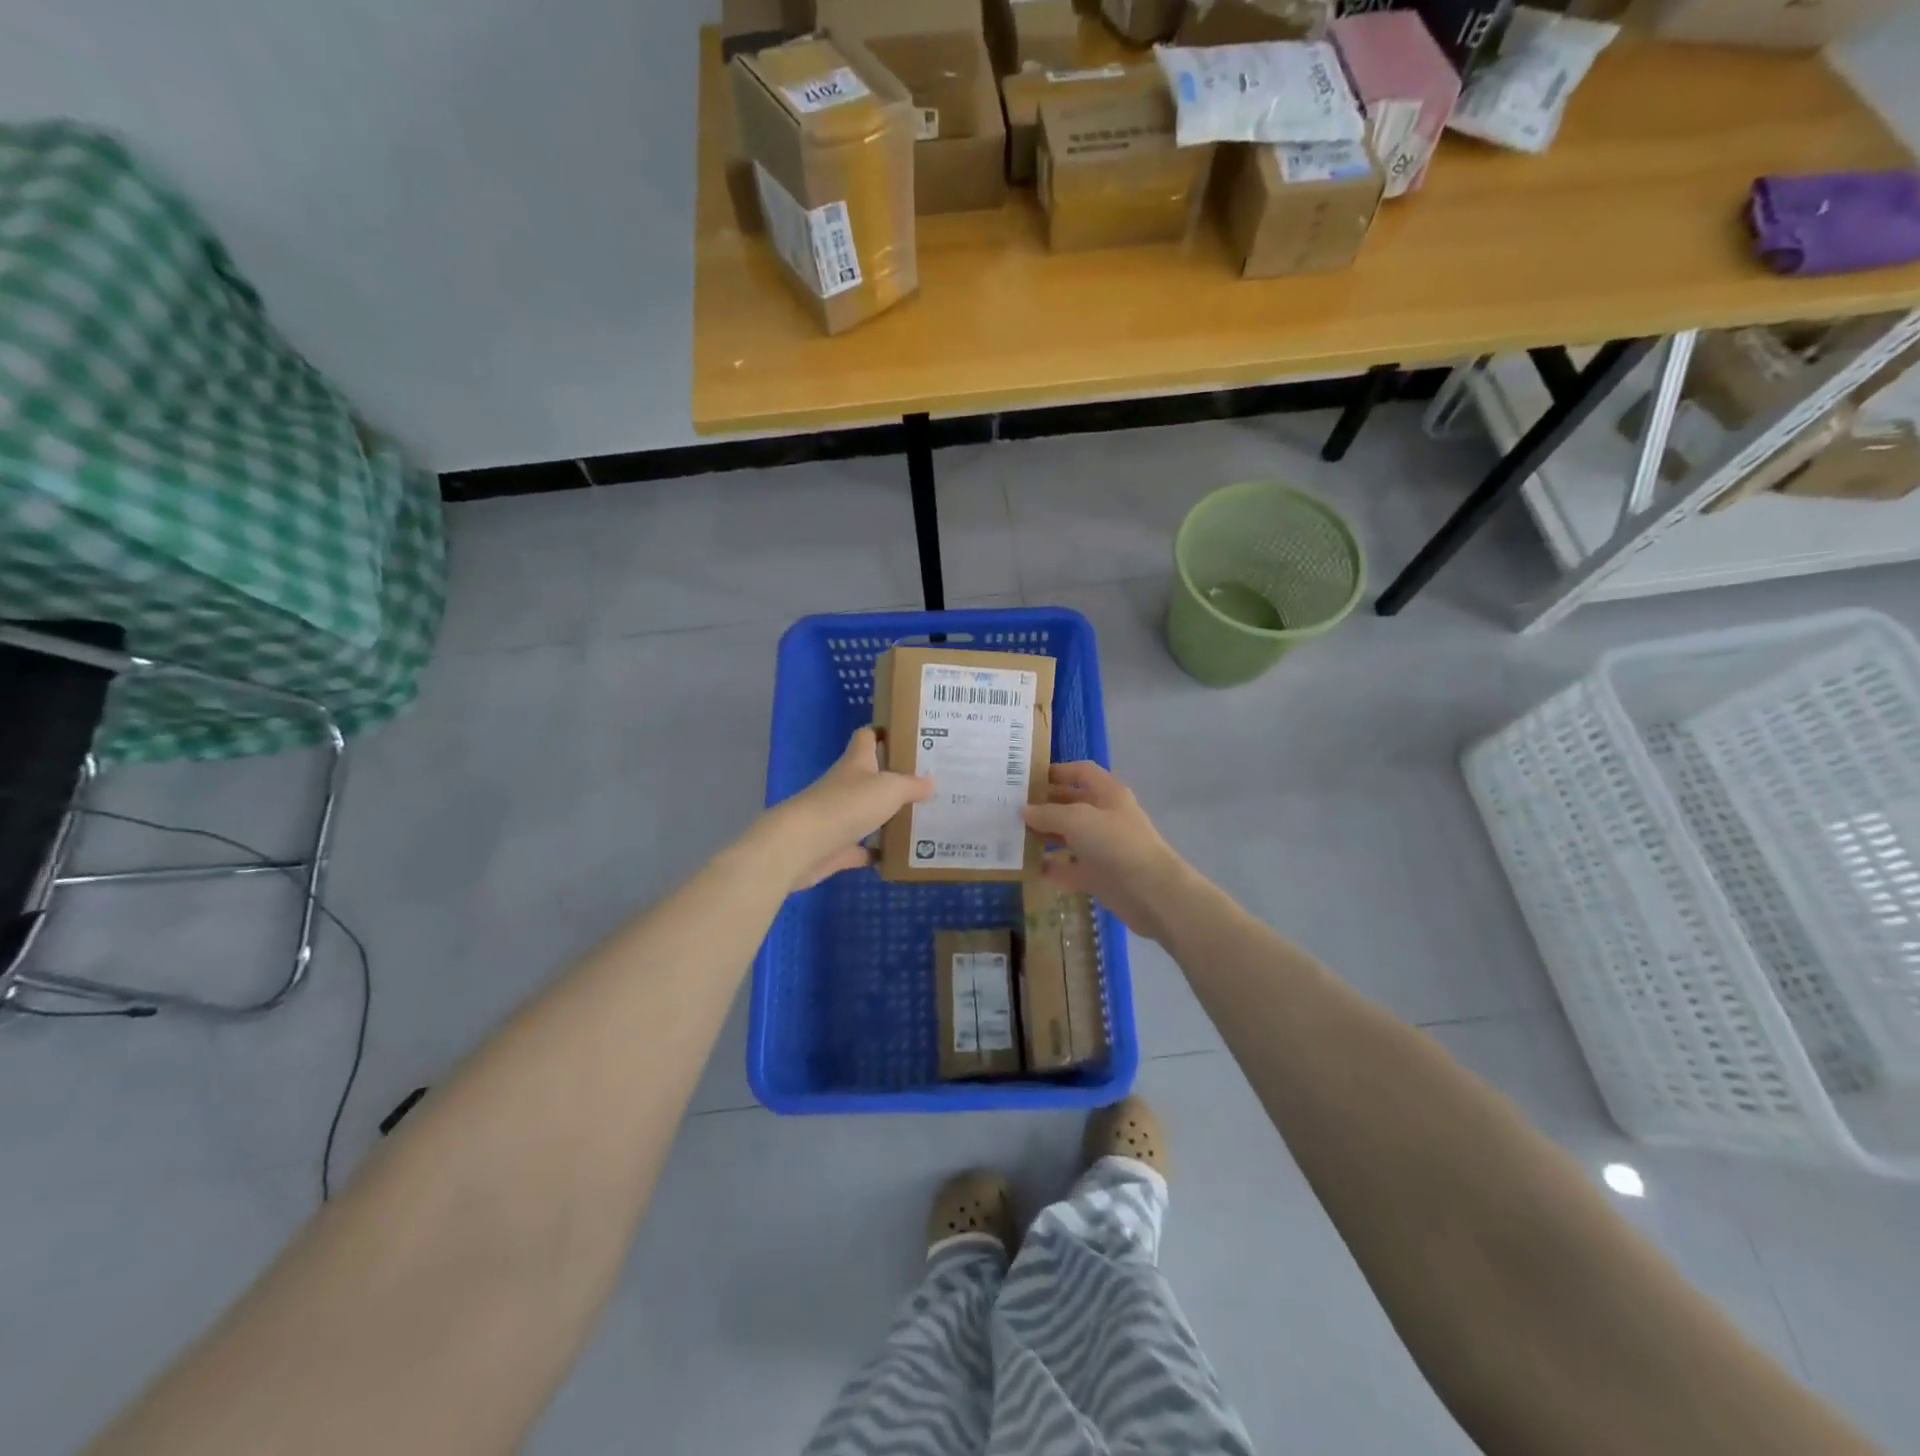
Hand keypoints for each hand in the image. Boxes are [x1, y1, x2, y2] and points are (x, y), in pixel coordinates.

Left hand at [766, 726, 931, 891]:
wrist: (802, 845)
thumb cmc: (847, 804)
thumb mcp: (890, 788)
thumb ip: (912, 785)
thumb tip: (931, 782)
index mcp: (856, 762)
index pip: (867, 737)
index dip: (884, 732)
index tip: (908, 736)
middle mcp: (846, 785)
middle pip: (871, 776)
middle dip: (896, 778)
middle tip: (929, 783)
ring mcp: (839, 817)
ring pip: (868, 813)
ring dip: (889, 816)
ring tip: (922, 818)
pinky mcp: (836, 847)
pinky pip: (862, 848)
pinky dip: (878, 851)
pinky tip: (900, 855)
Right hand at [1024, 763, 1193, 942]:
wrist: (1151, 893)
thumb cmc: (1115, 844)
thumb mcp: (1077, 819)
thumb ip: (1048, 813)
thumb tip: (1025, 811)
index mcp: (1108, 793)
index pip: (1082, 772)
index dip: (1058, 771)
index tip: (1028, 778)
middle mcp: (1106, 817)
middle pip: (1072, 804)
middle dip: (1045, 806)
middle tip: (1011, 809)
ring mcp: (1104, 848)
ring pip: (1070, 837)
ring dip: (1045, 837)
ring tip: (1013, 837)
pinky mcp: (1101, 876)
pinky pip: (1071, 868)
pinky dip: (1053, 868)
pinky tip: (1029, 868)